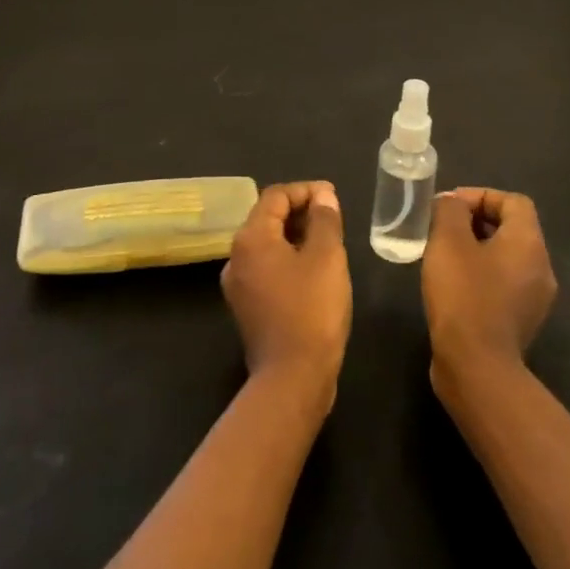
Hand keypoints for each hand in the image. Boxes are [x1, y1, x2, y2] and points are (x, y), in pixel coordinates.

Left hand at [221, 182, 351, 413]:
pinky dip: (288, 260)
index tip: (333, 197)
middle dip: (300, 212)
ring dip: (295, 236)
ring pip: (267, 245)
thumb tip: (322, 194)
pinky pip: (266, 269)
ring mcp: (238, 284)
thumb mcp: (327, 258)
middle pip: (267, 218)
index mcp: (251, 238)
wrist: (292, 378)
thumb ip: (324, 220)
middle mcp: (236, 256)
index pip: (275, 196)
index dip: (305, 190)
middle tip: (332, 218)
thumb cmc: (312, 310)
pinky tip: (313, 272)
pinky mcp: (247, 307)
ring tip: (327, 242)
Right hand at [423, 188, 557, 385]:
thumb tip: (452, 203)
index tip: (449, 207)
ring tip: (442, 257)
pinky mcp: (520, 323)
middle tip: (441, 230)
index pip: (514, 202)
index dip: (481, 196)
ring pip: (505, 258)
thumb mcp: (448, 242)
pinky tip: (452, 287)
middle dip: (475, 222)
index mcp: (529, 244)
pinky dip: (480, 276)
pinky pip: (502, 285)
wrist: (476, 367)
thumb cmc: (464, 295)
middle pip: (512, 229)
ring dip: (475, 250)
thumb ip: (450, 211)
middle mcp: (541, 269)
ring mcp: (534, 300)